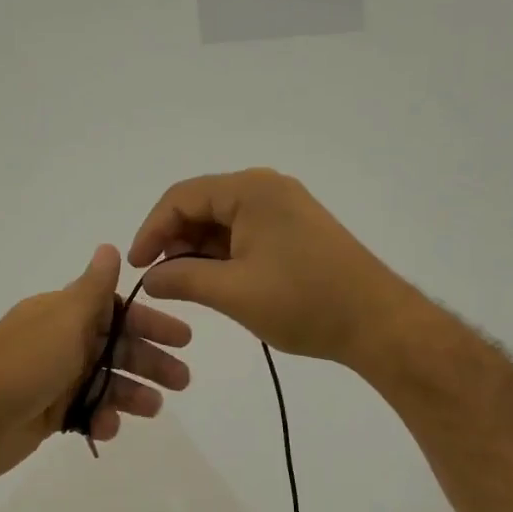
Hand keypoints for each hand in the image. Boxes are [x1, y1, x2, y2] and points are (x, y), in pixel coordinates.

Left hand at [0, 246, 191, 480]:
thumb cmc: (20, 366)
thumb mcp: (62, 321)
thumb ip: (91, 290)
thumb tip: (109, 246)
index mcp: (61, 314)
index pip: (115, 310)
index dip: (149, 322)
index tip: (182, 339)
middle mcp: (59, 342)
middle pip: (114, 347)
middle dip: (149, 361)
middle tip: (182, 380)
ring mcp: (53, 379)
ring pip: (104, 381)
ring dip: (130, 393)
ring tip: (153, 409)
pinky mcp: (47, 413)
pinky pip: (85, 411)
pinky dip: (100, 418)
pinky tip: (107, 429)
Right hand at [127, 168, 406, 366]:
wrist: (376, 322)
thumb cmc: (302, 302)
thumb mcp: (233, 292)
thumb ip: (182, 279)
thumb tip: (149, 279)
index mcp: (251, 190)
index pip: (182, 197)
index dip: (151, 230)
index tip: (136, 268)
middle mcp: (267, 189)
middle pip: (202, 206)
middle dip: (173, 241)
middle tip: (157, 280)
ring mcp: (284, 210)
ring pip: (223, 222)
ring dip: (197, 251)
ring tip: (182, 286)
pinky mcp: (295, 232)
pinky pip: (245, 234)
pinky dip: (222, 256)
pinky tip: (213, 282)